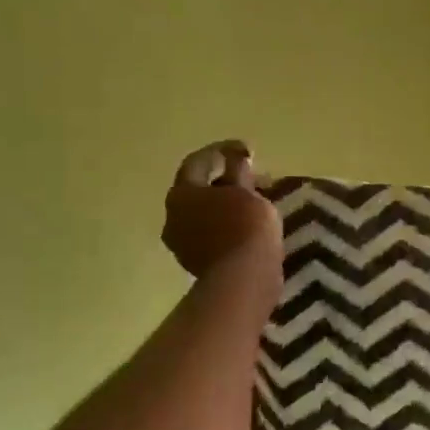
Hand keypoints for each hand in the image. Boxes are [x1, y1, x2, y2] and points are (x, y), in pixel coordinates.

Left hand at [163, 140, 283, 292]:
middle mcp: (173, 216)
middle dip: (227, 180)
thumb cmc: (246, 227)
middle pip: (199, 189)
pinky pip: (211, 233)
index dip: (223, 150)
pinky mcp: (195, 262)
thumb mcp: (247, 192)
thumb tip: (236, 155)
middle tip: (255, 178)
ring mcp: (181, 242)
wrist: (243, 279)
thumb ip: (239, 170)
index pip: (198, 162)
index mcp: (182, 194)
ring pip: (205, 213)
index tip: (247, 150)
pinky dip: (227, 224)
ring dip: (227, 204)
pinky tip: (249, 225)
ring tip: (256, 202)